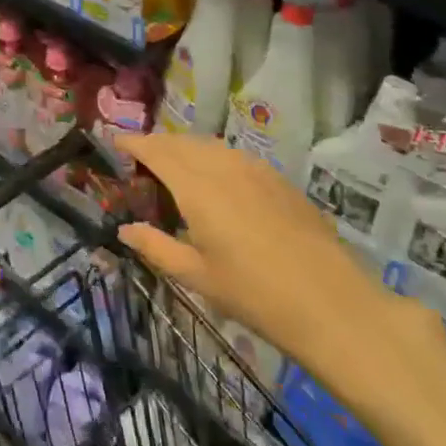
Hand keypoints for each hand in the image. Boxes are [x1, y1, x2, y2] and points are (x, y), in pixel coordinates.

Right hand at [114, 134, 445, 432]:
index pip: (156, 151)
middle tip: (139, 159)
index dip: (133, 142)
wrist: (331, 303)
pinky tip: (216, 179)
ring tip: (174, 167)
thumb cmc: (254, 294)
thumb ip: (156, 247)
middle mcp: (223, 167)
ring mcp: (255, 170)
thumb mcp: (197, 276)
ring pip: (210, 146)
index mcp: (197, 187)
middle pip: (182, 142)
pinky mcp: (278, 180)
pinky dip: (213, 157)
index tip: (114, 141)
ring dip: (186, 148)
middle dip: (157, 144)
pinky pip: (235, 156)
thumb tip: (125, 230)